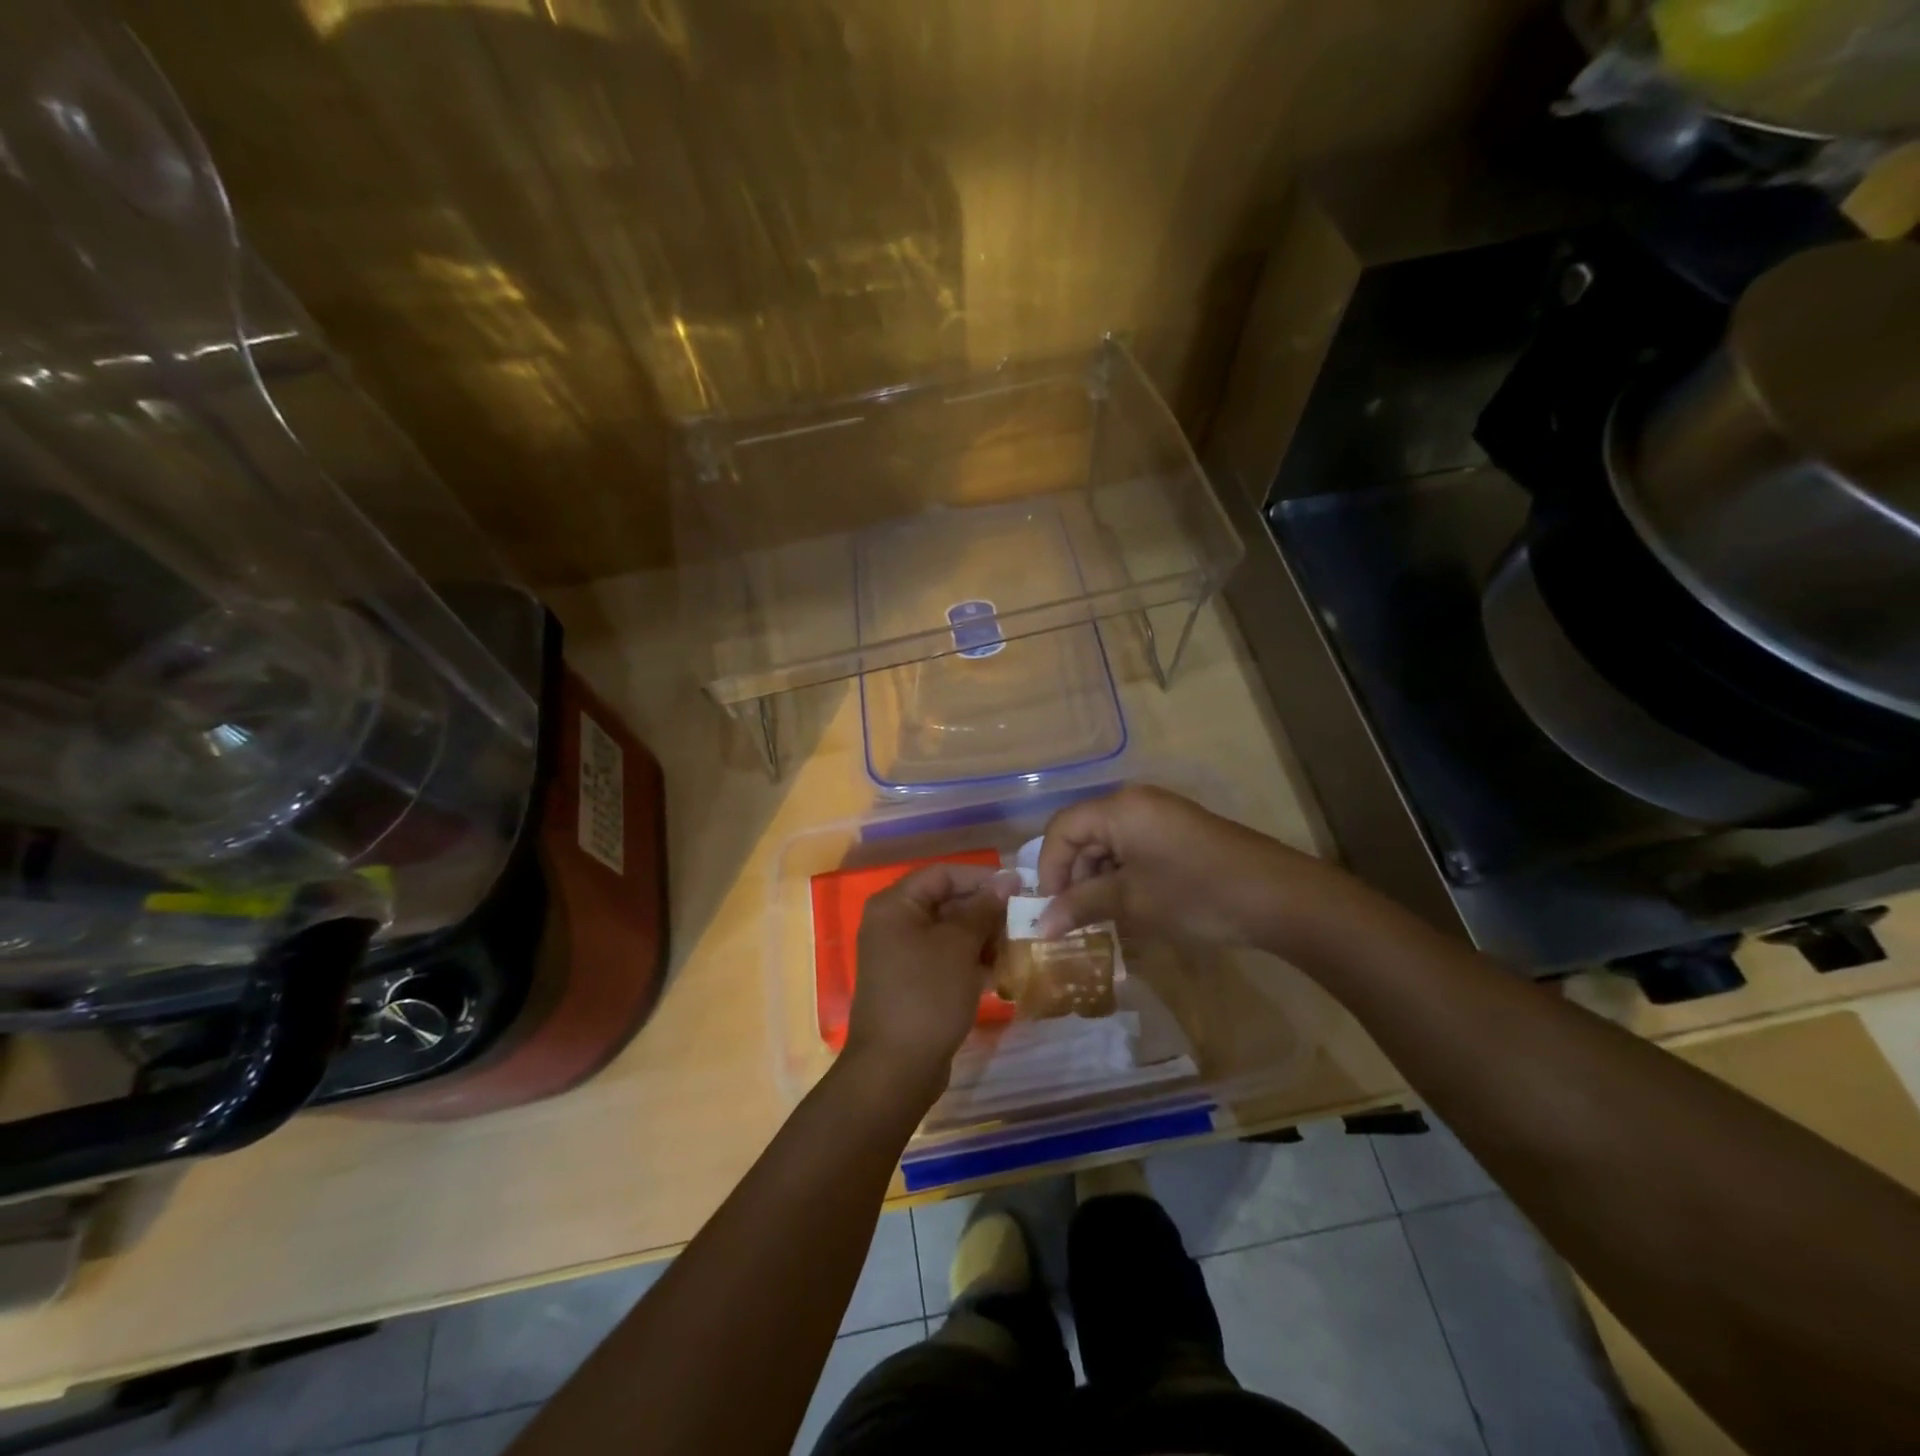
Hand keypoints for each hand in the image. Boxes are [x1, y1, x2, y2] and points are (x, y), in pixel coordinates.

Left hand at [845, 863, 1017, 1104]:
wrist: (895, 1069)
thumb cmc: (927, 995)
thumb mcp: (959, 946)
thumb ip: (983, 909)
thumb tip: (1006, 880)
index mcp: (895, 905)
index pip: (943, 874)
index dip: (981, 878)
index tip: (1019, 889)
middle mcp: (893, 924)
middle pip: (946, 902)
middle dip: (985, 911)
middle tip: (1023, 921)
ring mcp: (901, 956)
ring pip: (949, 933)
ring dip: (982, 938)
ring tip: (1017, 948)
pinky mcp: (912, 984)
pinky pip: (945, 960)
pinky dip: (971, 962)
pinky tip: (1001, 973)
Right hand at [1035, 785, 1346, 951]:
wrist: (1278, 898)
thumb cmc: (1196, 895)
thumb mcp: (1132, 902)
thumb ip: (1081, 906)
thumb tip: (1040, 925)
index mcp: (1119, 808)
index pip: (1062, 829)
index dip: (1049, 869)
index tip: (1051, 909)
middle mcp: (1135, 801)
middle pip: (1084, 832)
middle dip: (1074, 875)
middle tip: (1075, 917)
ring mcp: (1160, 814)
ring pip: (1109, 841)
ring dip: (1098, 878)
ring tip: (1103, 917)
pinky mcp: (1179, 830)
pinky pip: (1134, 846)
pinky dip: (1123, 873)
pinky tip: (1130, 905)